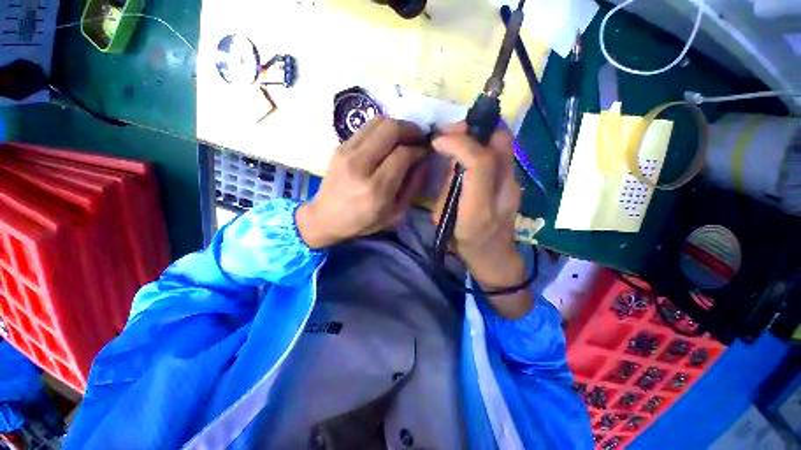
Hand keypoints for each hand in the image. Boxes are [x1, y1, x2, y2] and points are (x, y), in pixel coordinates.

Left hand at [296, 117, 428, 248]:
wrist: (326, 217)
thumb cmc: (363, 221)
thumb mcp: (395, 213)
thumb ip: (413, 186)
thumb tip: (424, 161)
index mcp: (376, 188)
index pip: (403, 154)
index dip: (419, 149)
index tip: (425, 151)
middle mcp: (360, 165)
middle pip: (391, 129)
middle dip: (411, 129)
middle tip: (419, 138)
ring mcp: (347, 152)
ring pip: (378, 121)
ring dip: (397, 125)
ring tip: (405, 137)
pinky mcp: (340, 146)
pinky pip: (367, 127)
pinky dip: (382, 129)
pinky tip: (388, 141)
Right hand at [431, 123, 530, 317]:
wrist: (496, 259)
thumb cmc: (465, 245)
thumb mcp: (444, 222)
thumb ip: (447, 190)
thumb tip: (453, 161)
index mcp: (480, 209)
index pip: (479, 162)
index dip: (458, 143)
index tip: (438, 141)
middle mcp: (504, 191)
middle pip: (501, 141)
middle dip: (474, 127)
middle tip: (451, 132)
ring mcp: (515, 185)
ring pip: (504, 142)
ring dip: (479, 133)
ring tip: (458, 139)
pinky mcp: (516, 182)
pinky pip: (502, 152)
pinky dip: (485, 143)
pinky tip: (470, 152)